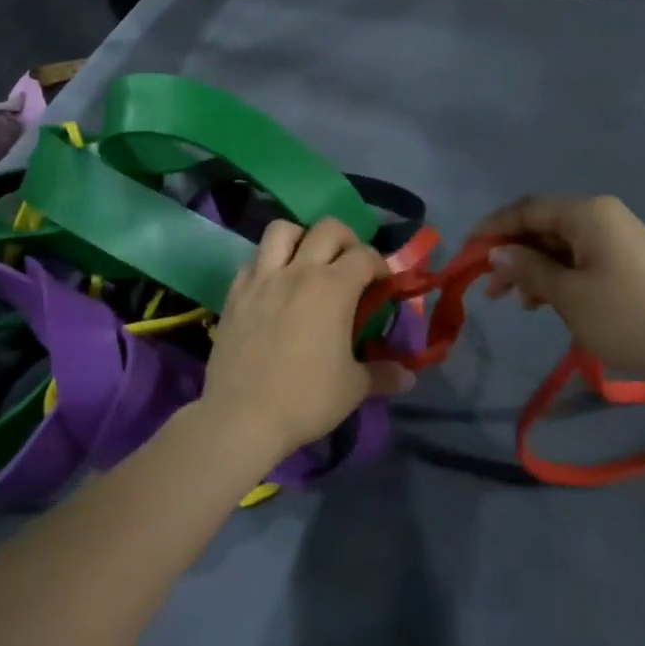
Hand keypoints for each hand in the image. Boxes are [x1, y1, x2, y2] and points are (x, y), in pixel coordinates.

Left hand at [203, 219, 414, 462]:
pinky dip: (268, 261)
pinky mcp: (235, 292)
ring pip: (282, 230)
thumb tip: (409, 376)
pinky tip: (274, 285)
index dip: (379, 265)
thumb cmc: (305, 399)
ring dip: (301, 238)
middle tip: (349, 265)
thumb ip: (384, 375)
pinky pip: (254, 258)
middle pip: (328, 228)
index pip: (364, 255)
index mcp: (334, 287)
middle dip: (346, 239)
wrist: (241, 417)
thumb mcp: (354, 389)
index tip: (382, 284)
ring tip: (307, 262)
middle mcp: (299, 271)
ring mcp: (262, 277)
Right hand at [470, 195, 644, 400]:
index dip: (492, 228)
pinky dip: (558, 278)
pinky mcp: (630, 265)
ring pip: (561, 246)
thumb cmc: (628, 317)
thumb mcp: (569, 295)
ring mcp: (619, 240)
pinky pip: (582, 261)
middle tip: (488, 288)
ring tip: (513, 301)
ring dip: (533, 269)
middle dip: (512, 253)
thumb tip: (496, 251)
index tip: (465, 254)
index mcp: (588, 213)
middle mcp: (603, 217)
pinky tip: (545, 304)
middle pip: (543, 226)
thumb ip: (528, 269)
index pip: (527, 209)